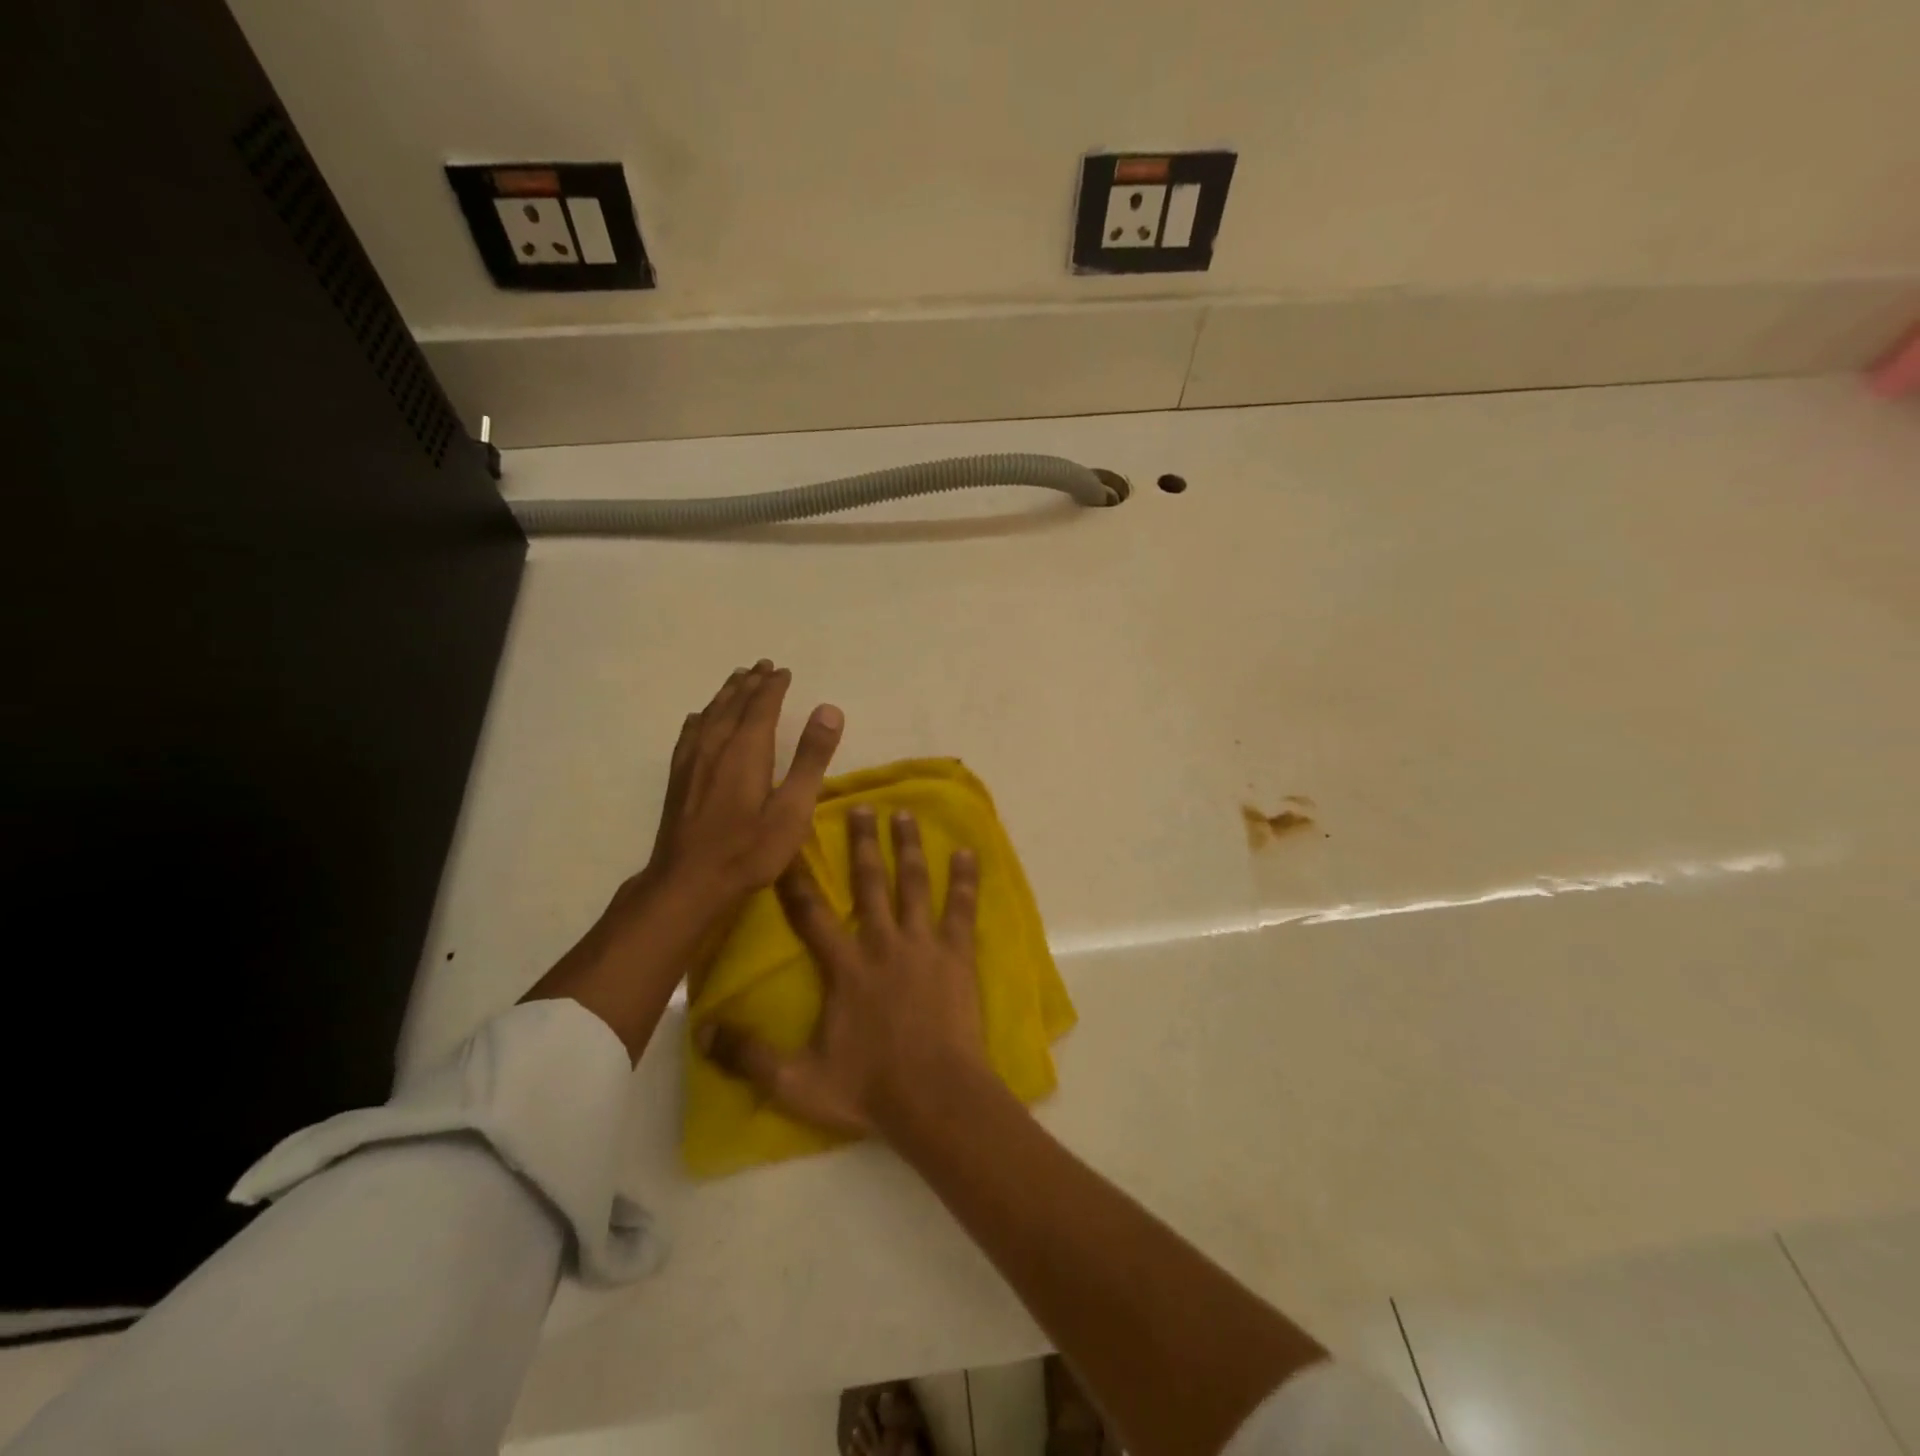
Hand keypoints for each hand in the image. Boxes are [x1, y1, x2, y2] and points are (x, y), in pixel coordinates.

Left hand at [523, 660, 843, 1060]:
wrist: (688, 884)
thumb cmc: (749, 850)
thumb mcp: (793, 809)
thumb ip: (811, 758)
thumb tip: (828, 709)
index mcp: (745, 750)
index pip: (761, 706)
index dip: (773, 686)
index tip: (783, 671)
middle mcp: (715, 747)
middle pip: (733, 704)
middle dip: (750, 683)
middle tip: (762, 666)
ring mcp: (692, 762)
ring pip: (710, 715)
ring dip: (726, 694)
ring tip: (737, 679)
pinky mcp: (679, 780)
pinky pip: (690, 734)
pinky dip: (701, 718)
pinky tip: (699, 718)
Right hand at [697, 805, 989, 1136]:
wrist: (937, 1099)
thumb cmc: (869, 1089)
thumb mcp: (797, 1082)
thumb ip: (748, 1056)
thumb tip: (700, 1029)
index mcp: (844, 967)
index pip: (811, 913)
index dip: (797, 878)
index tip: (790, 844)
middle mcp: (882, 943)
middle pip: (869, 882)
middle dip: (862, 843)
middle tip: (862, 806)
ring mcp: (923, 945)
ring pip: (913, 884)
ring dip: (907, 847)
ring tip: (904, 814)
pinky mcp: (957, 955)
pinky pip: (962, 909)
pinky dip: (964, 879)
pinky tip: (967, 852)